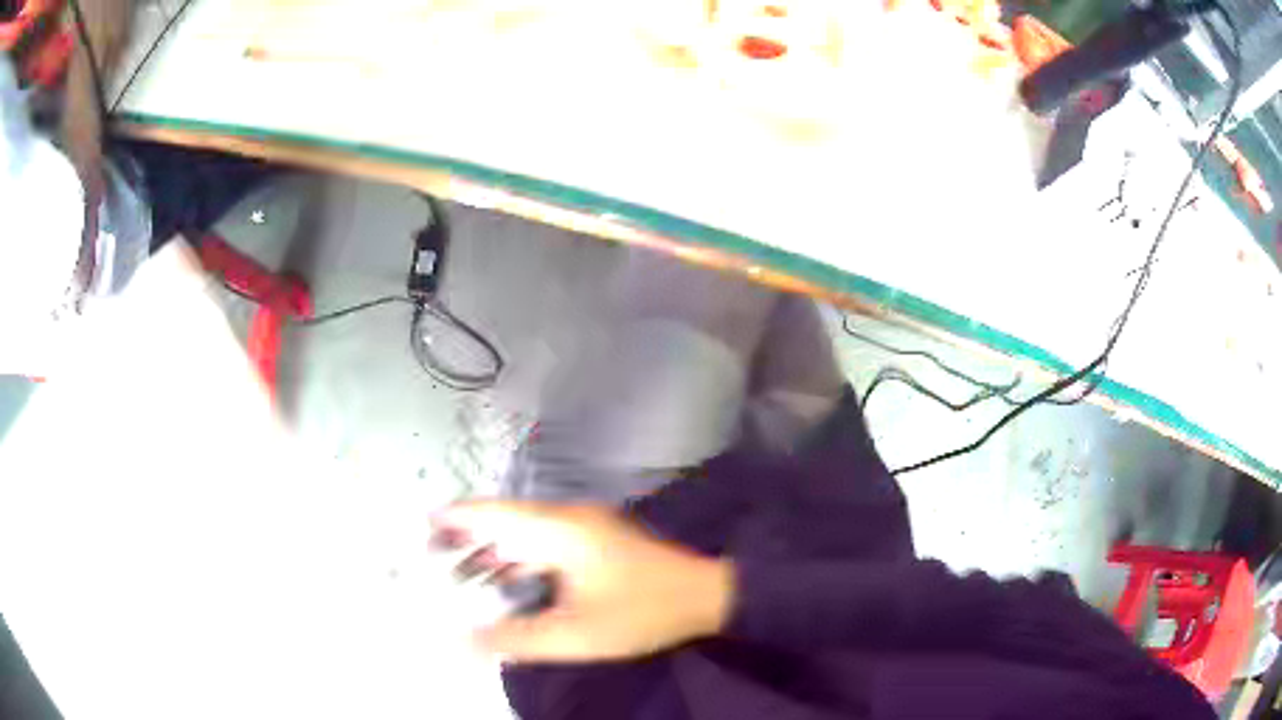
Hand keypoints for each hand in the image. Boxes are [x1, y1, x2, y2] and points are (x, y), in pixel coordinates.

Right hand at [433, 500, 733, 662]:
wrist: (707, 595)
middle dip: (467, 536)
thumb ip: (516, 639)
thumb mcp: (575, 634)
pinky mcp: (597, 542)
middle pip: (504, 521)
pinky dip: (519, 558)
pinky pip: (544, 544)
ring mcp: (586, 528)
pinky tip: (506, 578)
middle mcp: (568, 519)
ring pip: (525, 533)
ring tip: (459, 571)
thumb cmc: (641, 611)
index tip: (421, 525)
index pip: (493, 514)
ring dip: (493, 549)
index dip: (455, 517)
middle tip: (431, 555)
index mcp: (559, 530)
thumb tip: (462, 642)